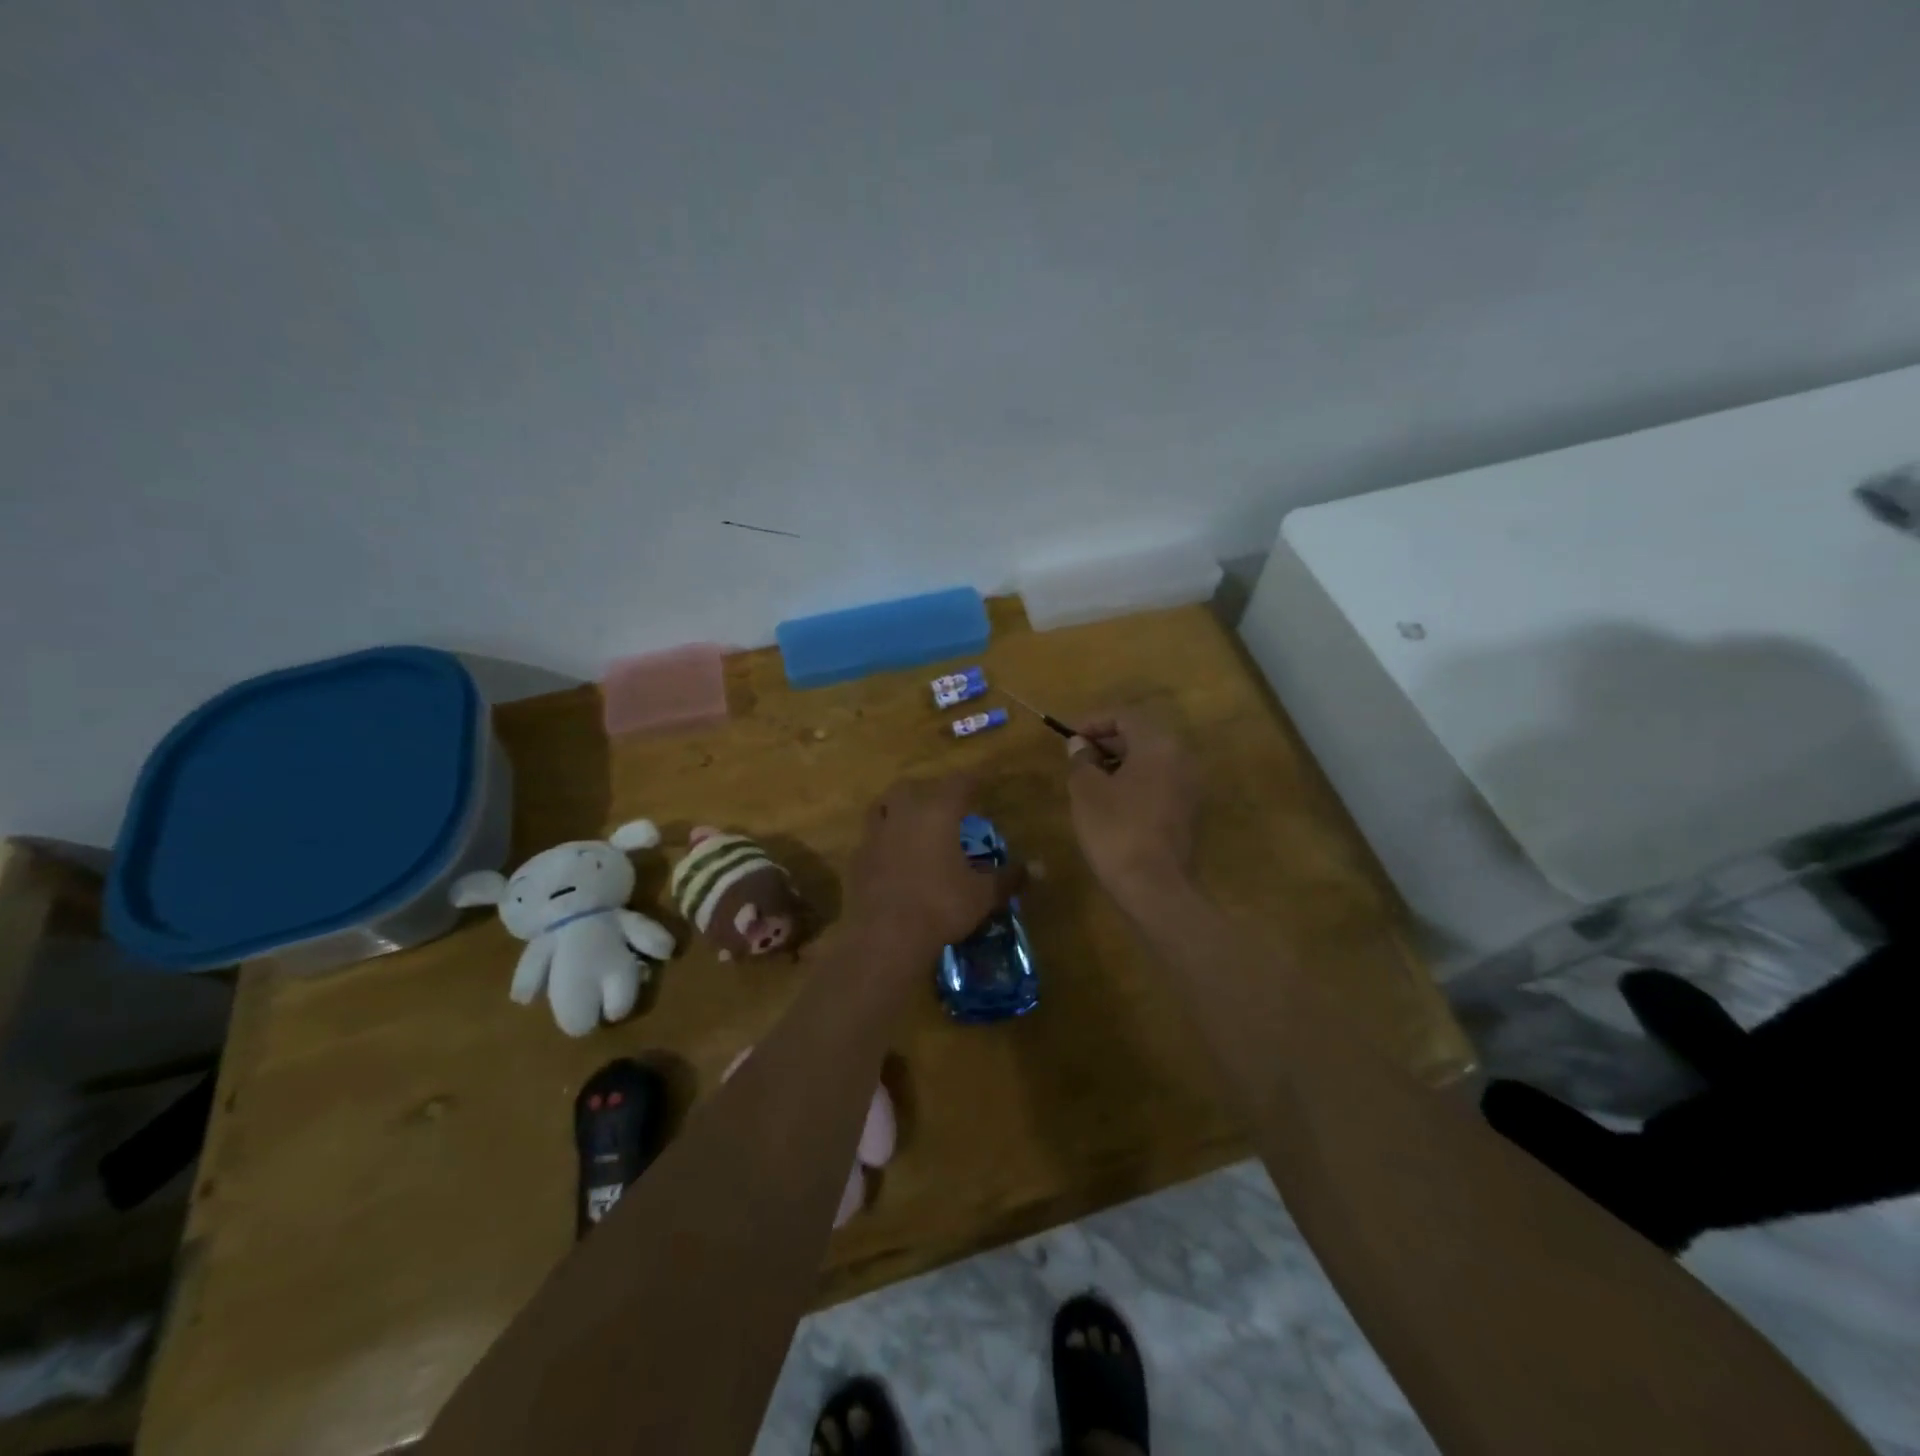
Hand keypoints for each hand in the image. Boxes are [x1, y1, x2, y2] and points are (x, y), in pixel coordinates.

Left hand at [846, 774, 1021, 954]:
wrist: (885, 936)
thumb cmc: (941, 906)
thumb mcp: (982, 894)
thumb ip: (1008, 877)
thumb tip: (1038, 868)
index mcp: (937, 812)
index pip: (958, 783)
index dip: (971, 782)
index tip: (980, 784)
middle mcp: (903, 813)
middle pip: (912, 787)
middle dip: (928, 791)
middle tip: (943, 805)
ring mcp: (875, 833)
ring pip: (883, 806)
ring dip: (898, 808)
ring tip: (912, 823)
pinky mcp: (857, 858)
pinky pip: (871, 837)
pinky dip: (883, 839)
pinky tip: (892, 856)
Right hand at [1065, 709, 1199, 906]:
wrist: (1154, 887)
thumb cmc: (1116, 830)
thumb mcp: (1086, 790)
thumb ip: (1081, 759)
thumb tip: (1079, 745)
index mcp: (1158, 745)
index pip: (1124, 716)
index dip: (1092, 722)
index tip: (1068, 738)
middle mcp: (1181, 758)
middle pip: (1140, 736)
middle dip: (1106, 743)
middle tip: (1077, 757)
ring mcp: (1189, 786)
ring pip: (1150, 761)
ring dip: (1120, 763)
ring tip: (1089, 779)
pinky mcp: (1188, 811)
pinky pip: (1159, 782)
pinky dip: (1135, 782)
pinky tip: (1111, 802)